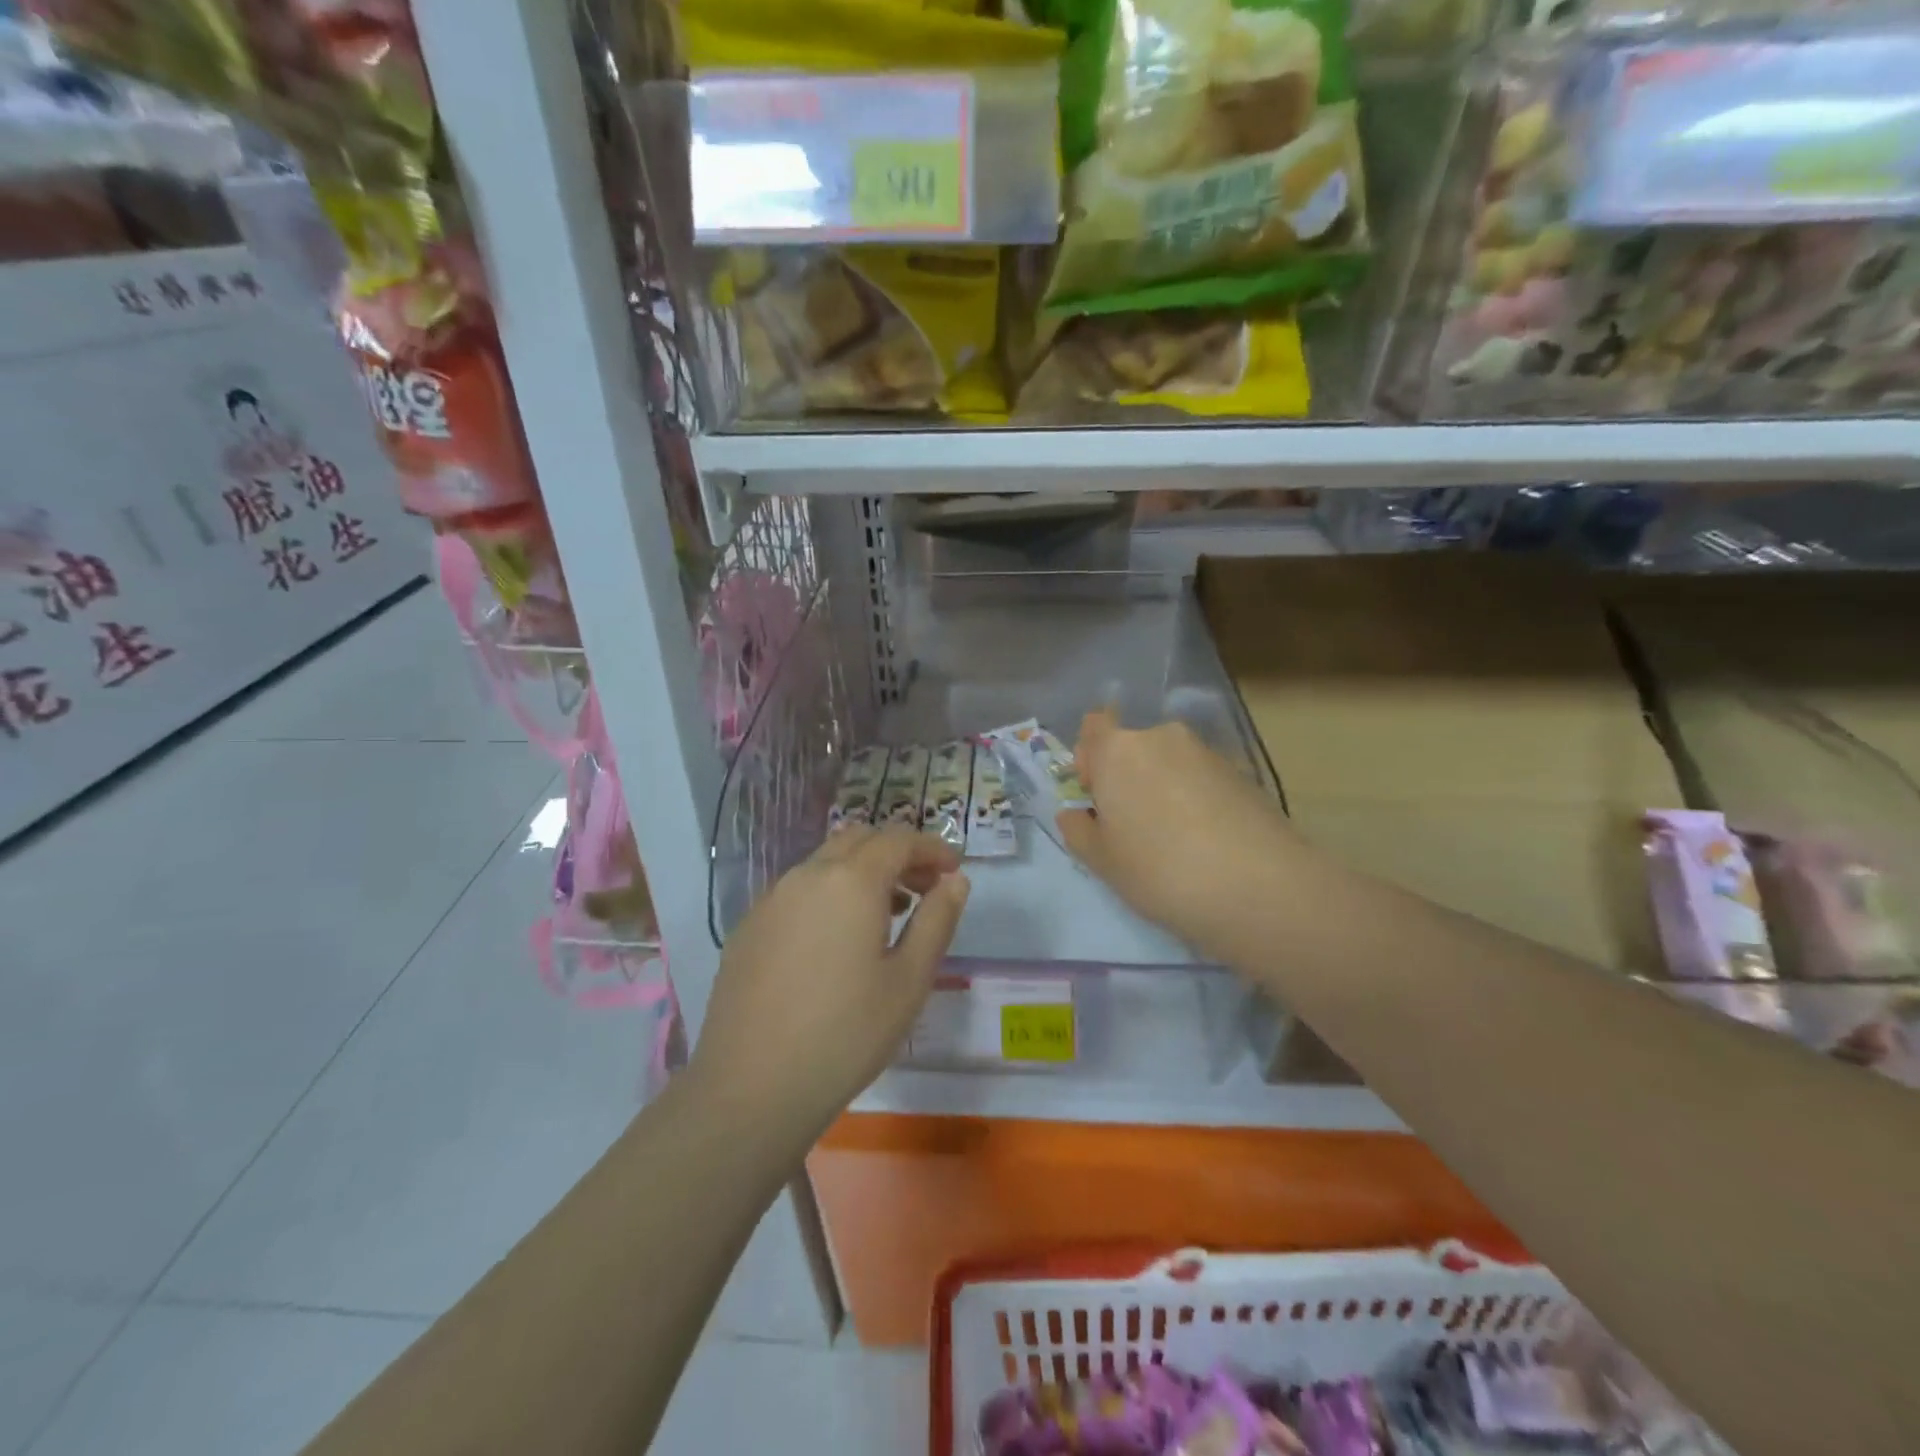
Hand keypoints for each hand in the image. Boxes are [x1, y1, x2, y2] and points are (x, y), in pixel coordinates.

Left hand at [691, 826, 969, 1137]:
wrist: (751, 1088)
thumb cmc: (846, 1034)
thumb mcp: (909, 981)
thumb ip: (937, 920)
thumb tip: (955, 881)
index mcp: (851, 881)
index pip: (899, 840)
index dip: (932, 848)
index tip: (954, 870)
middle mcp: (807, 875)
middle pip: (859, 839)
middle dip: (897, 854)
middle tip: (923, 889)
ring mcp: (771, 899)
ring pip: (825, 862)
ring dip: (862, 872)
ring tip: (886, 916)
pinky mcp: (748, 926)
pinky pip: (798, 890)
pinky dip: (829, 893)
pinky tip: (836, 941)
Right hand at [1057, 709, 1297, 960]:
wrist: (1259, 887)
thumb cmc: (1159, 870)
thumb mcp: (1101, 861)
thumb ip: (1077, 830)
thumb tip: (1077, 813)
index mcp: (1118, 750)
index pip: (1092, 728)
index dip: (1089, 759)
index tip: (1096, 799)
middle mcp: (1161, 737)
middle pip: (1133, 747)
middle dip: (1127, 777)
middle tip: (1132, 827)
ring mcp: (1206, 753)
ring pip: (1169, 763)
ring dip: (1163, 789)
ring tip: (1174, 840)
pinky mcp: (1242, 773)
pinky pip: (1201, 779)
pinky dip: (1195, 799)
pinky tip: (1205, 842)